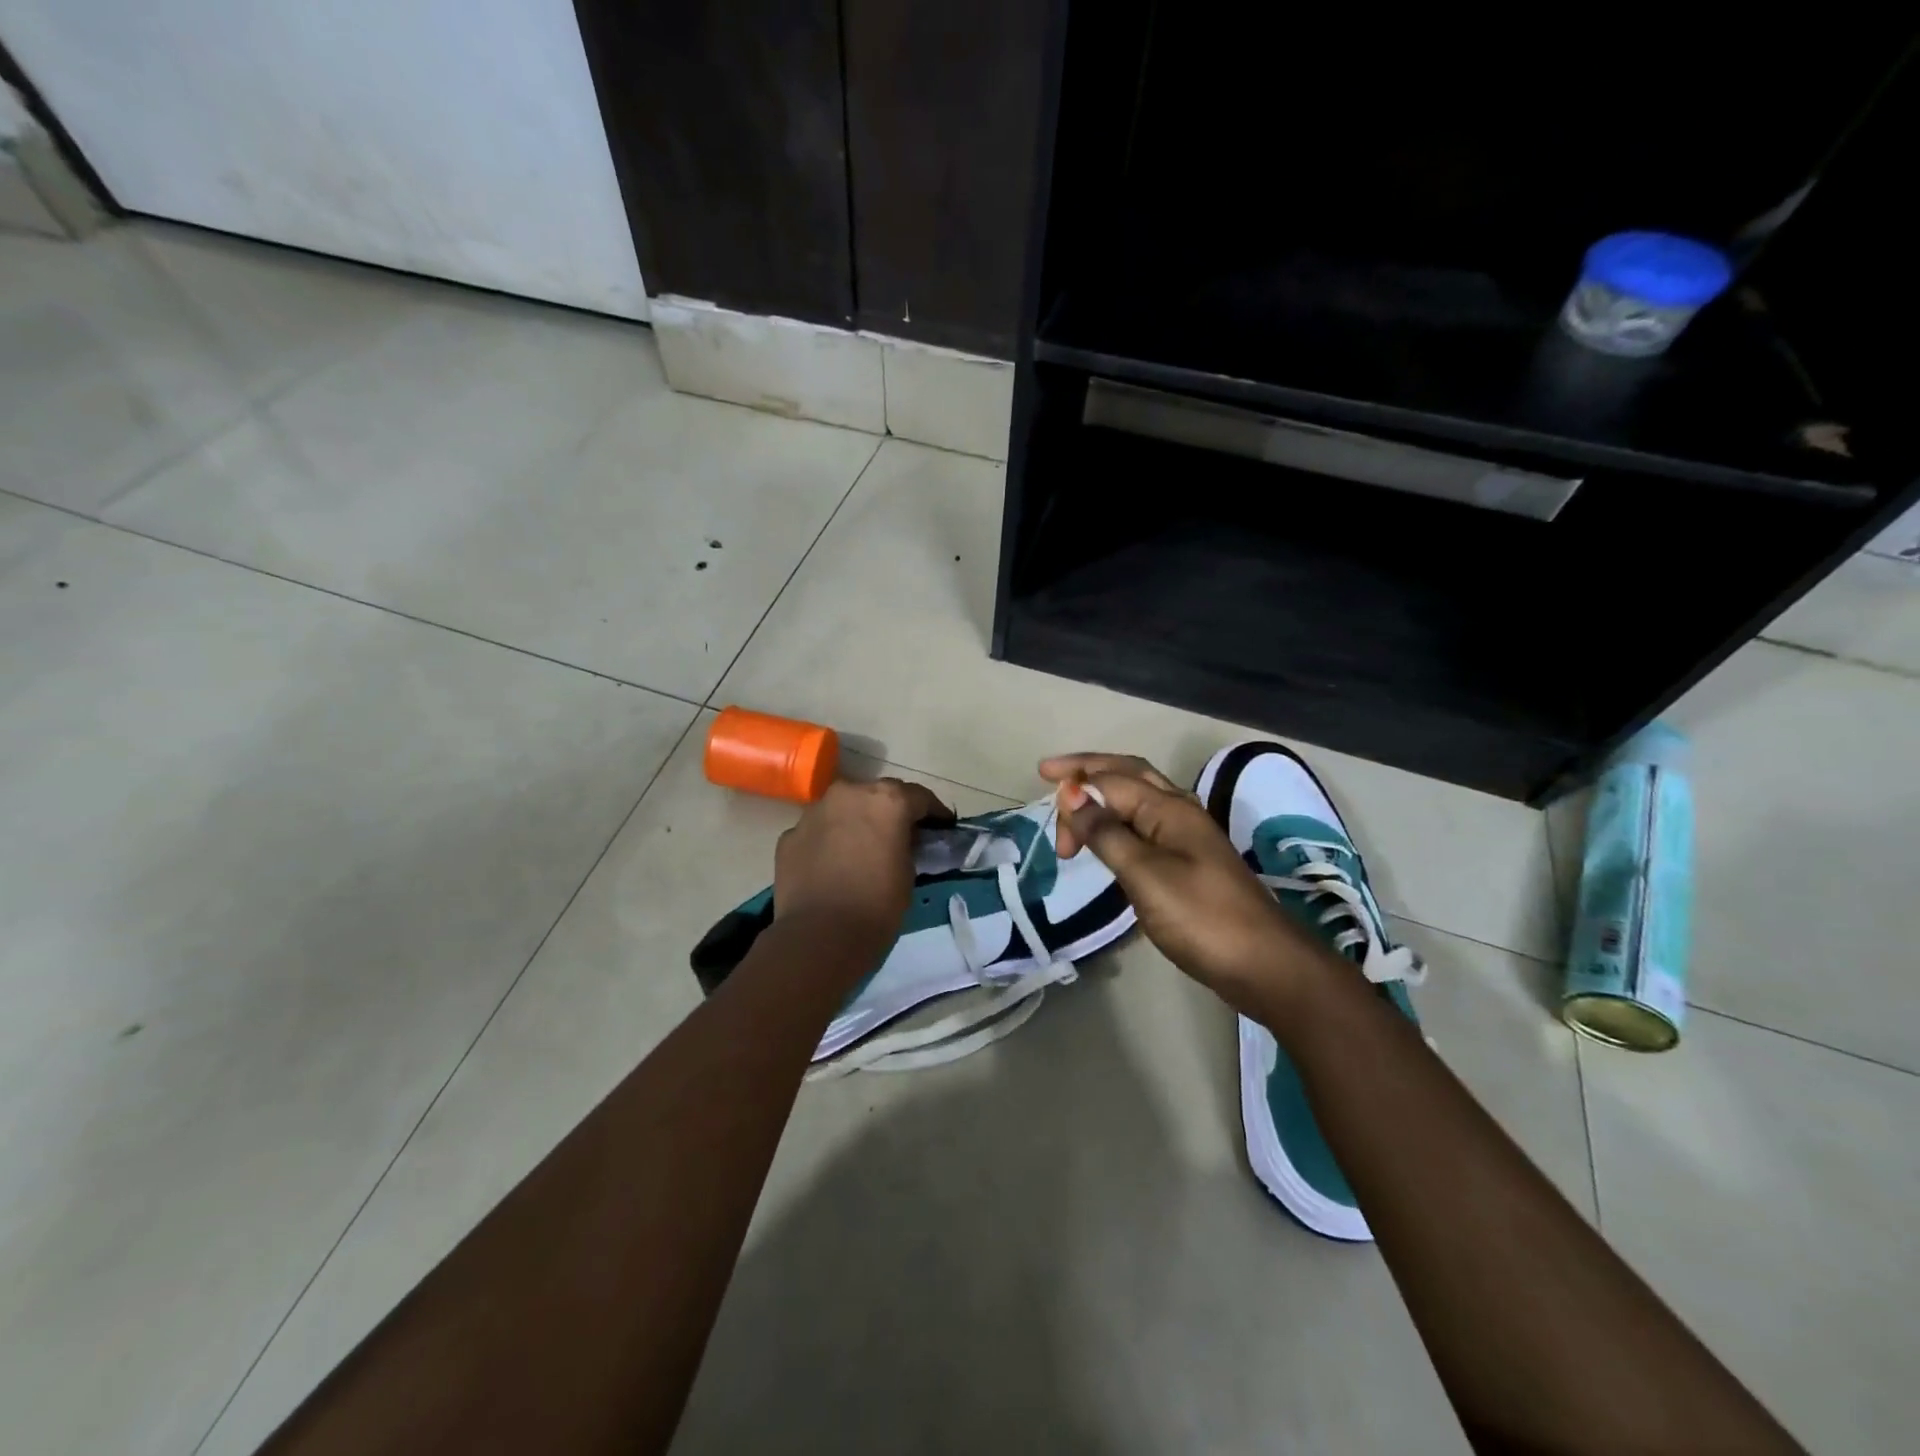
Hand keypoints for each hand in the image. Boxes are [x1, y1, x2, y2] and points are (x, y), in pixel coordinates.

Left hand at [774, 778, 952, 947]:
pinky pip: (818, 832)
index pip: (919, 797)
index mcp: (887, 800)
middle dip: (890, 812)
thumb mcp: (909, 872)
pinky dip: (828, 842)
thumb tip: (900, 841)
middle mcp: (849, 794)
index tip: (941, 827)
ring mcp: (814, 812)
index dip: (934, 813)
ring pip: (843, 810)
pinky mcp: (789, 835)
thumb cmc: (877, 905)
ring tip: (861, 850)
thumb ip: (906, 845)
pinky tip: (832, 866)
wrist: (819, 937)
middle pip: (877, 796)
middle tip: (899, 836)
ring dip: (855, 823)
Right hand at [1038, 753, 1315, 1014]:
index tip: (1044, 810)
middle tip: (1049, 774)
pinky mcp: (1188, 863)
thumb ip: (1106, 833)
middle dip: (1089, 769)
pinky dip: (1117, 821)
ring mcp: (1186, 837)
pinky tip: (1106, 837)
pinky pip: (1144, 825)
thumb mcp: (1144, 874)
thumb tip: (1072, 794)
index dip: (1076, 788)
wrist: (1263, 965)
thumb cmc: (1200, 917)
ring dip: (1103, 794)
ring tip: (1072, 807)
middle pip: (1128, 774)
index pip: (1112, 781)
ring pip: (1138, 798)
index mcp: (1169, 808)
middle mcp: (1179, 812)